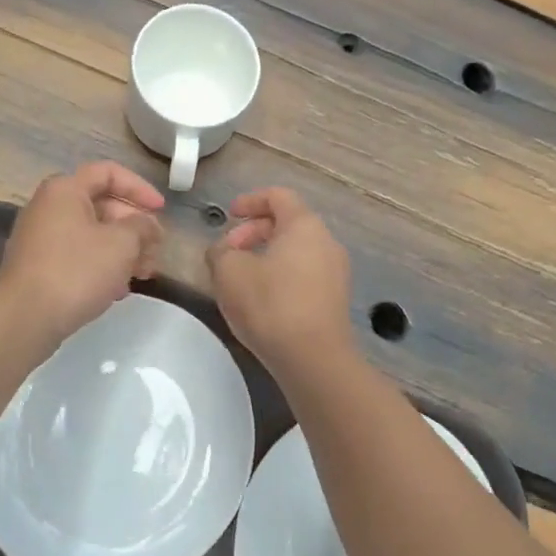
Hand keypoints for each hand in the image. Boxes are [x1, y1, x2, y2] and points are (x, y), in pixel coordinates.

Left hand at [0, 162, 164, 344]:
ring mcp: (40, 238)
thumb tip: (147, 225)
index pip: (108, 173)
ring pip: (92, 234)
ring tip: (144, 274)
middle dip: (135, 227)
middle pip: (102, 205)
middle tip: (155, 250)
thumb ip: (142, 226)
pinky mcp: (38, 267)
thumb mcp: (122, 243)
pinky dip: (102, 265)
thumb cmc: (77, 270)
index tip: (161, 210)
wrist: (25, 318)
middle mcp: (48, 207)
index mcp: (65, 190)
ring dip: (123, 250)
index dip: (140, 188)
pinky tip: (118, 289)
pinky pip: (78, 255)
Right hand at [207, 188, 354, 375]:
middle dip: (253, 232)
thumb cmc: (271, 305)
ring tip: (240, 279)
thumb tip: (223, 251)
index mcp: (304, 225)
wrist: (314, 359)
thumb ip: (220, 252)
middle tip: (228, 252)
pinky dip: (280, 276)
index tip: (229, 215)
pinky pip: (304, 274)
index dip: (250, 201)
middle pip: (288, 223)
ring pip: (296, 251)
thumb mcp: (229, 272)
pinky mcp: (334, 299)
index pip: (278, 196)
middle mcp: (326, 242)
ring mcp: (335, 272)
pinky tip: (261, 301)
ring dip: (265, 256)